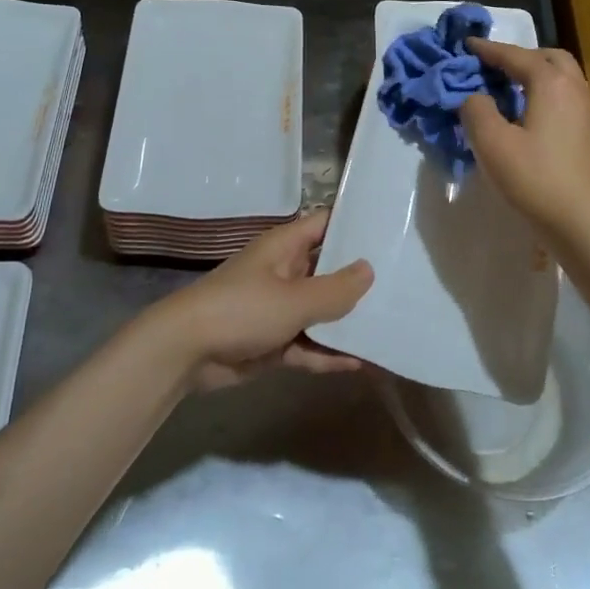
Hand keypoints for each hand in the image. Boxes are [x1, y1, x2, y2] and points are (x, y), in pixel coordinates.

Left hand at [137, 211, 372, 391]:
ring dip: (347, 322)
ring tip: (390, 326)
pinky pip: (308, 345)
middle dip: (360, 279)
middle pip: (328, 270)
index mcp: (285, 248)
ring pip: (321, 312)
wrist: (185, 353)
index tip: (390, 230)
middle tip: (404, 283)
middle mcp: (285, 272)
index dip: (355, 224)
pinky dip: (328, 354)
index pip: (325, 224)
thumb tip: (369, 269)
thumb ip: (335, 289)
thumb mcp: (294, 299)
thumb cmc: (241, 310)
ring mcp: (279, 309)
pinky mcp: (274, 342)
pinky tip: (359, 363)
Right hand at [459, 38, 589, 240]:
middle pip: (547, 57)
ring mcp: (587, 109)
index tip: (466, 44)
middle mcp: (574, 87)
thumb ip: (476, 110)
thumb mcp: (491, 143)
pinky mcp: (589, 131)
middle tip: (492, 65)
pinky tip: (529, 112)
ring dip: (535, 72)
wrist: (582, 220)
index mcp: (550, 82)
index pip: (515, 55)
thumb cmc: (534, 177)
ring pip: (561, 75)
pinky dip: (545, 91)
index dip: (488, 49)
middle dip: (519, 55)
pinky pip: (566, 95)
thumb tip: (474, 97)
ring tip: (508, 86)